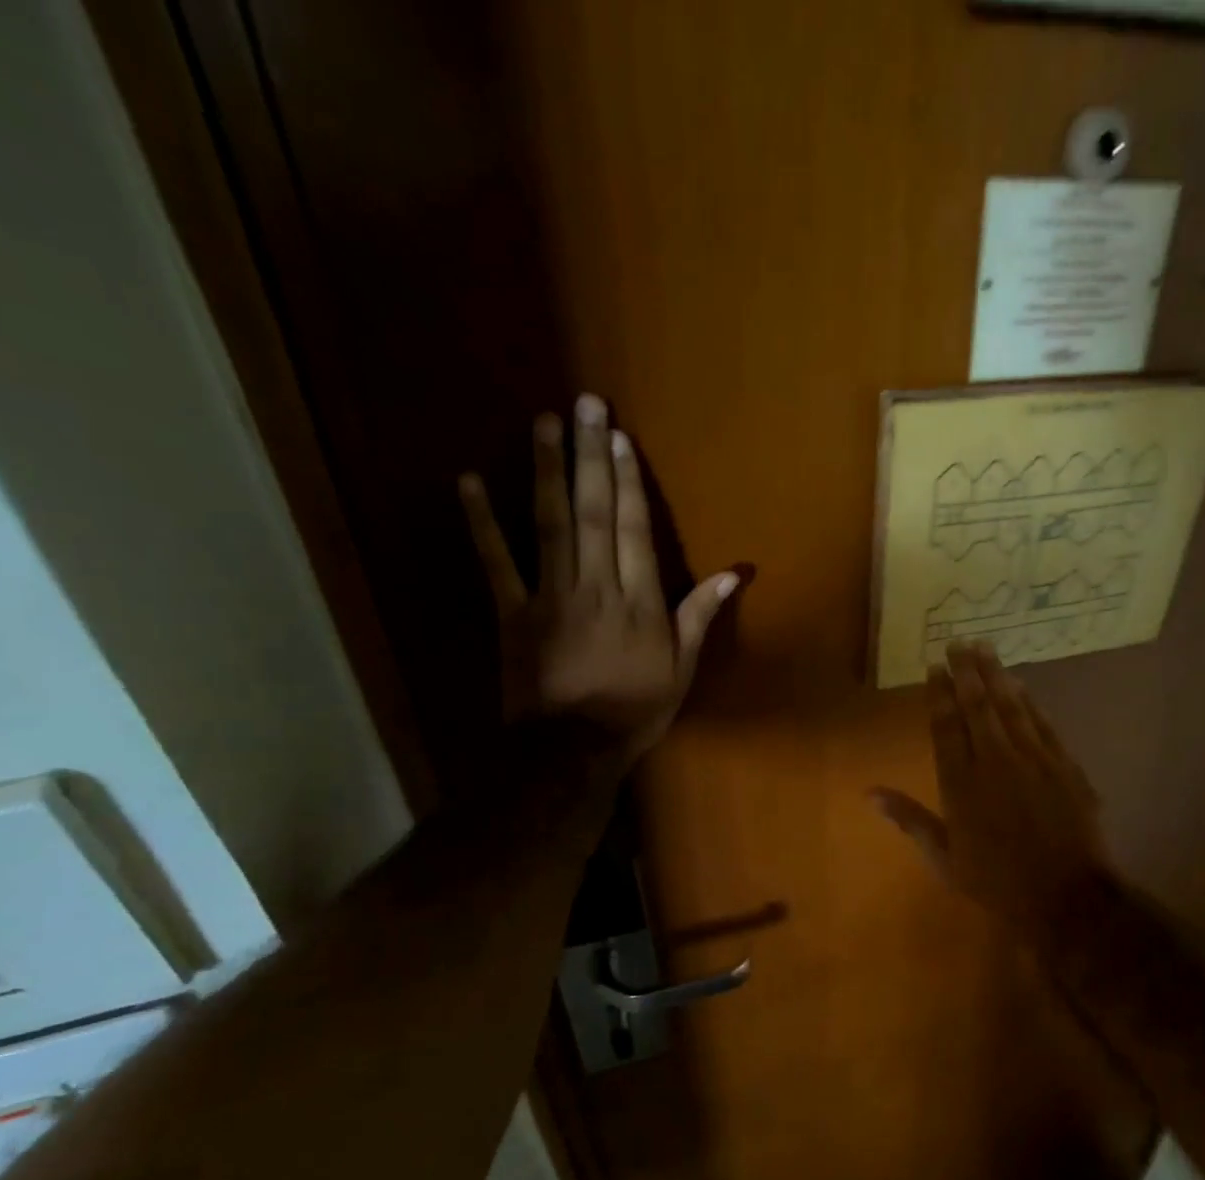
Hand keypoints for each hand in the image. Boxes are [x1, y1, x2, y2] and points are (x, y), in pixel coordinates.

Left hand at [459, 394, 737, 755]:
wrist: (572, 749)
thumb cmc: (636, 710)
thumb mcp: (683, 667)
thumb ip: (701, 615)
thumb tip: (735, 572)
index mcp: (640, 601)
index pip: (635, 529)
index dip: (627, 480)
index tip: (619, 437)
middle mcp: (597, 586)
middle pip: (594, 513)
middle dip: (589, 457)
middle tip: (584, 404)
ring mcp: (550, 596)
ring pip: (549, 525)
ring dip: (546, 471)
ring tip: (543, 424)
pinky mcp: (512, 613)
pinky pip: (495, 562)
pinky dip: (480, 522)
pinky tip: (469, 480)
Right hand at [872, 642, 1114, 936]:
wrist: (1066, 896)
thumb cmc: (997, 882)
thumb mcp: (944, 859)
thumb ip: (909, 820)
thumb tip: (869, 794)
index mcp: (961, 785)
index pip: (945, 728)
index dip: (938, 695)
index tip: (934, 668)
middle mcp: (994, 762)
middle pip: (977, 707)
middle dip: (966, 672)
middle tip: (958, 643)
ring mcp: (1033, 760)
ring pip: (1010, 707)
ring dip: (996, 675)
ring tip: (984, 648)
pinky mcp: (1064, 765)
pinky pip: (1042, 723)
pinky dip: (1028, 701)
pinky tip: (1020, 684)